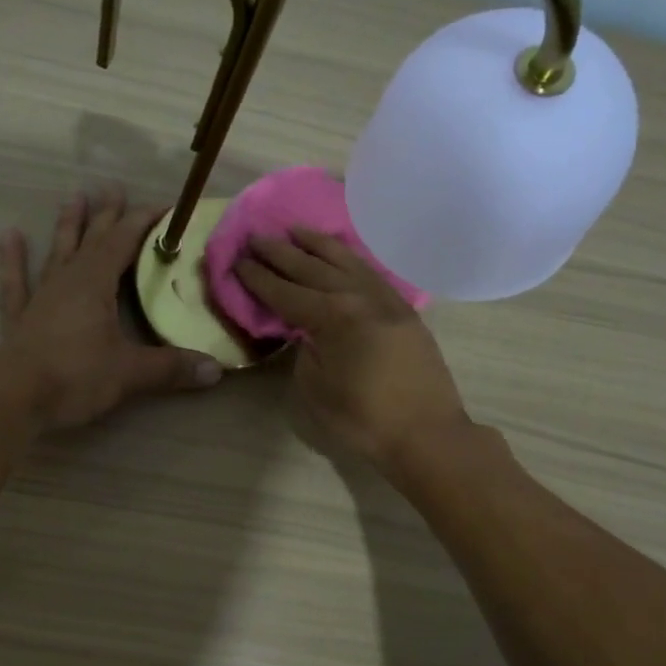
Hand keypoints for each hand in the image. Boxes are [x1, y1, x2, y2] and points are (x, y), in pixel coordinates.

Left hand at [0, 189, 222, 429]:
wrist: (15, 398)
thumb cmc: (75, 377)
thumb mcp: (130, 373)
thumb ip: (172, 368)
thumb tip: (216, 370)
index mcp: (95, 283)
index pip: (124, 241)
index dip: (144, 222)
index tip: (165, 208)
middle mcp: (68, 281)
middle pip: (91, 239)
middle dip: (107, 215)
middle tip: (114, 188)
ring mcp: (40, 297)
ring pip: (56, 252)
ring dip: (66, 225)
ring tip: (73, 197)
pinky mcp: (20, 319)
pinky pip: (16, 282)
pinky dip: (12, 260)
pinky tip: (9, 236)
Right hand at [236, 229, 470, 465]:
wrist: (427, 435)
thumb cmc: (364, 420)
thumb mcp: (316, 389)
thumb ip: (305, 352)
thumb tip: (307, 333)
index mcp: (334, 317)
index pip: (286, 292)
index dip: (259, 278)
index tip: (238, 260)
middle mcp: (360, 297)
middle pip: (313, 268)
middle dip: (281, 253)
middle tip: (257, 237)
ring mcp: (386, 300)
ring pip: (347, 262)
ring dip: (317, 245)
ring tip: (295, 230)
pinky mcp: (404, 311)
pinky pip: (370, 273)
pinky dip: (350, 259)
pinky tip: (340, 255)